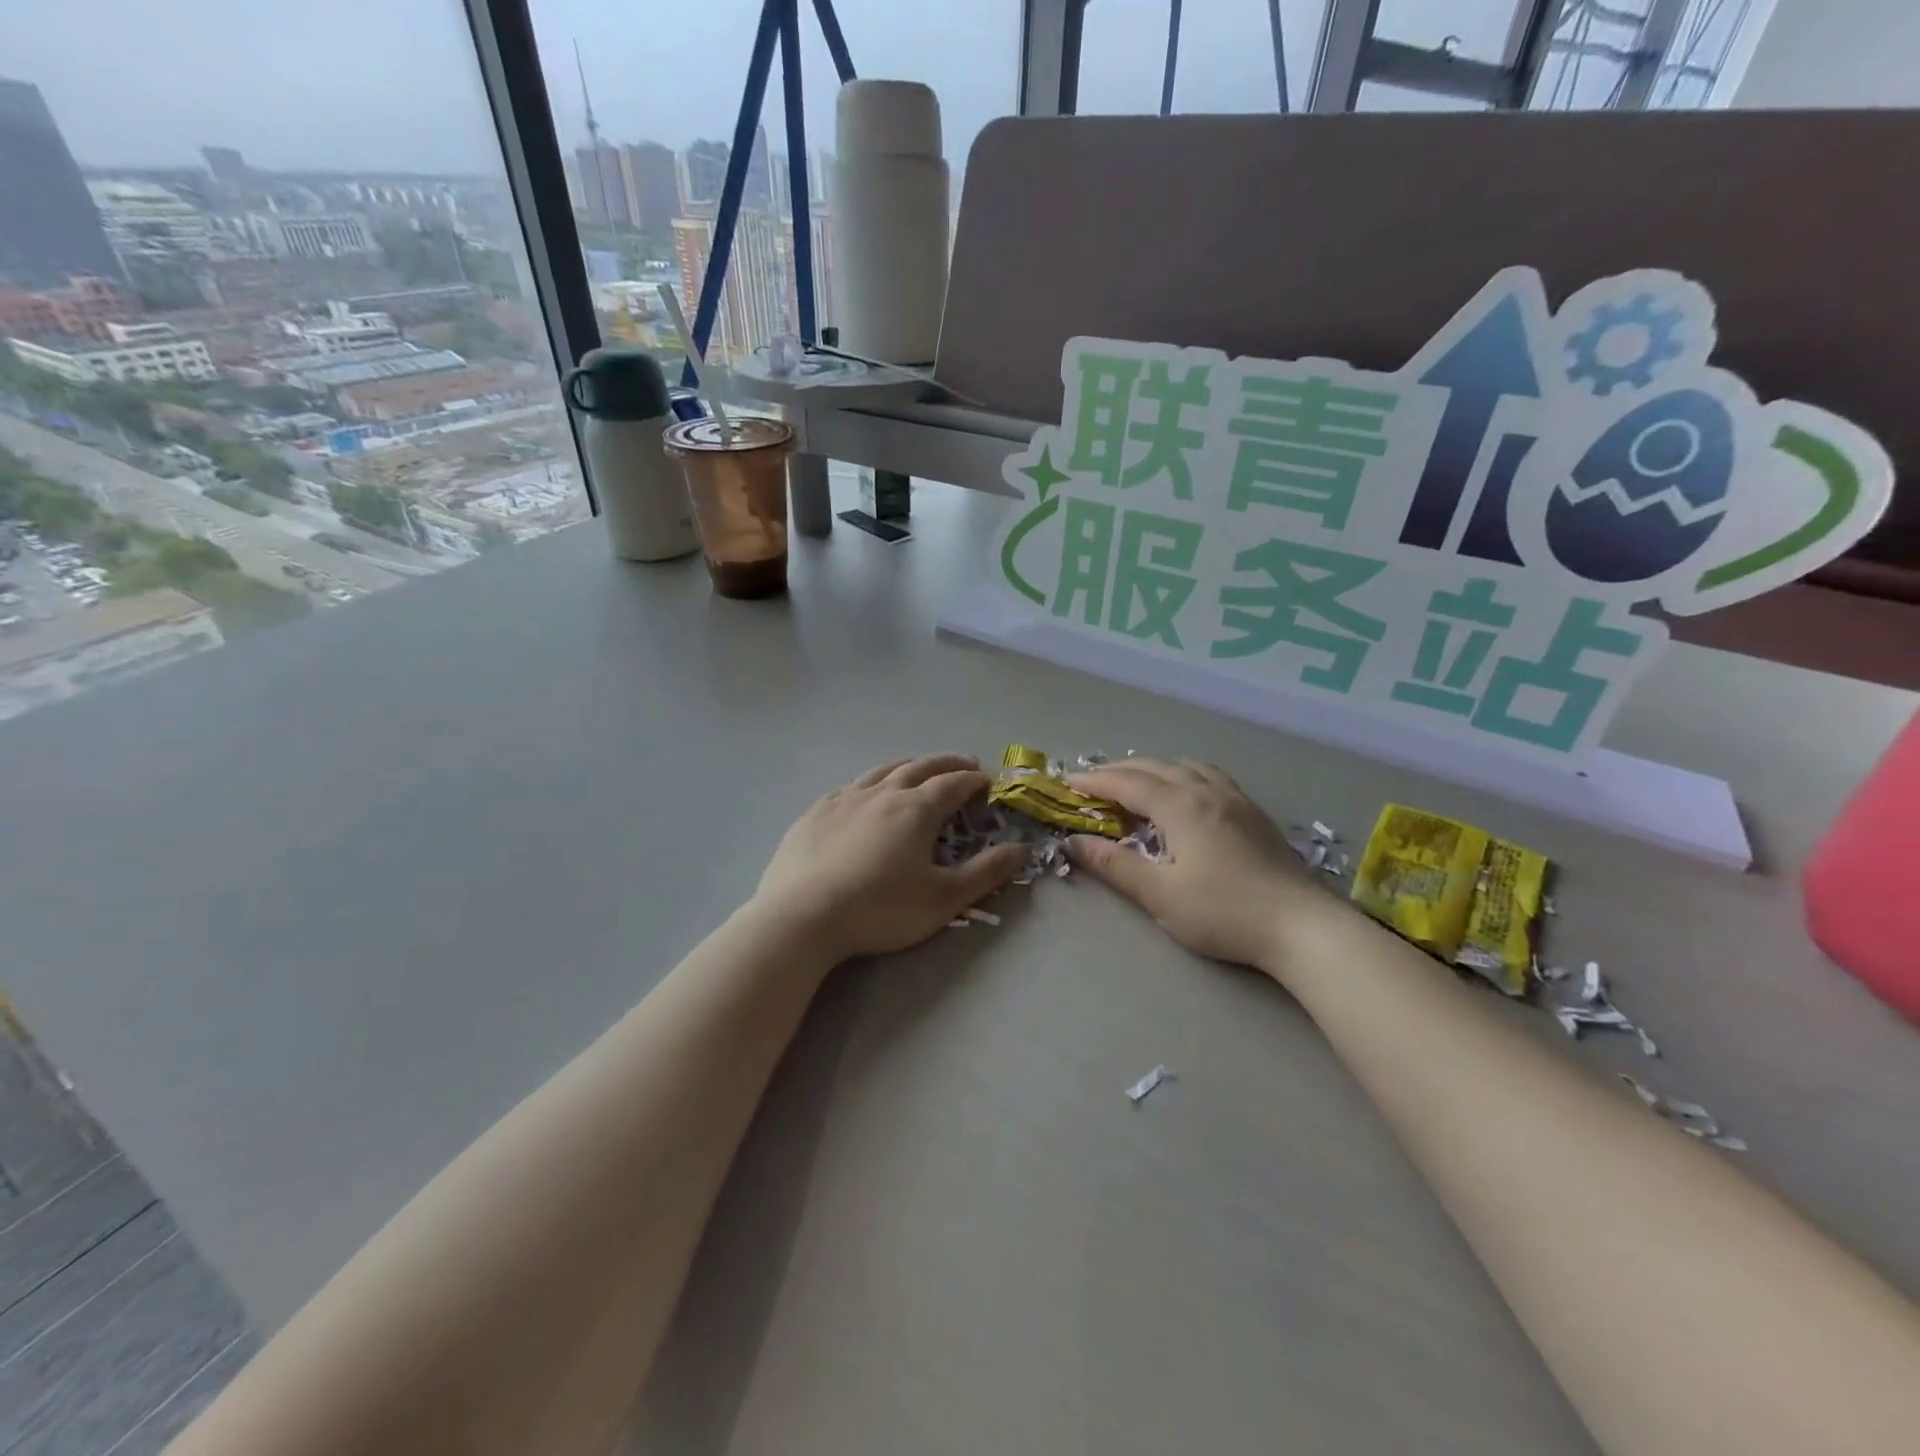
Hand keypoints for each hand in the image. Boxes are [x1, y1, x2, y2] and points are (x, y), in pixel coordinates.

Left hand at [754, 754, 1030, 960]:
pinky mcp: (816, 812)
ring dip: (909, 766)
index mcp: (916, 809)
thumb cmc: (880, 909)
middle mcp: (882, 793)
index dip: (974, 780)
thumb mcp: (943, 898)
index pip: (953, 784)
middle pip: (920, 767)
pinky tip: (867, 793)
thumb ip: (986, 873)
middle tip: (964, 765)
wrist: (802, 916)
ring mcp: (844, 799)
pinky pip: (851, 786)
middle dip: (947, 763)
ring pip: (883, 770)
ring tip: (920, 768)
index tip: (989, 781)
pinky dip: (872, 782)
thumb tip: (1023, 849)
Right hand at [1065, 758, 1323, 970]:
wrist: (1302, 925)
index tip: (1066, 782)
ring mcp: (1235, 798)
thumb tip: (1073, 842)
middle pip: (1155, 767)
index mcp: (1181, 806)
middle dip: (1118, 770)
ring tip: (1134, 781)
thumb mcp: (1160, 894)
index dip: (1094, 780)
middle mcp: (1207, 790)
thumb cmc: (1224, 912)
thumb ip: (1114, 865)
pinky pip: (1208, 775)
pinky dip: (1181, 773)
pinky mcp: (1254, 812)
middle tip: (1091, 782)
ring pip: (1185, 765)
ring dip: (1152, 767)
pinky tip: (1184, 791)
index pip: (1127, 783)